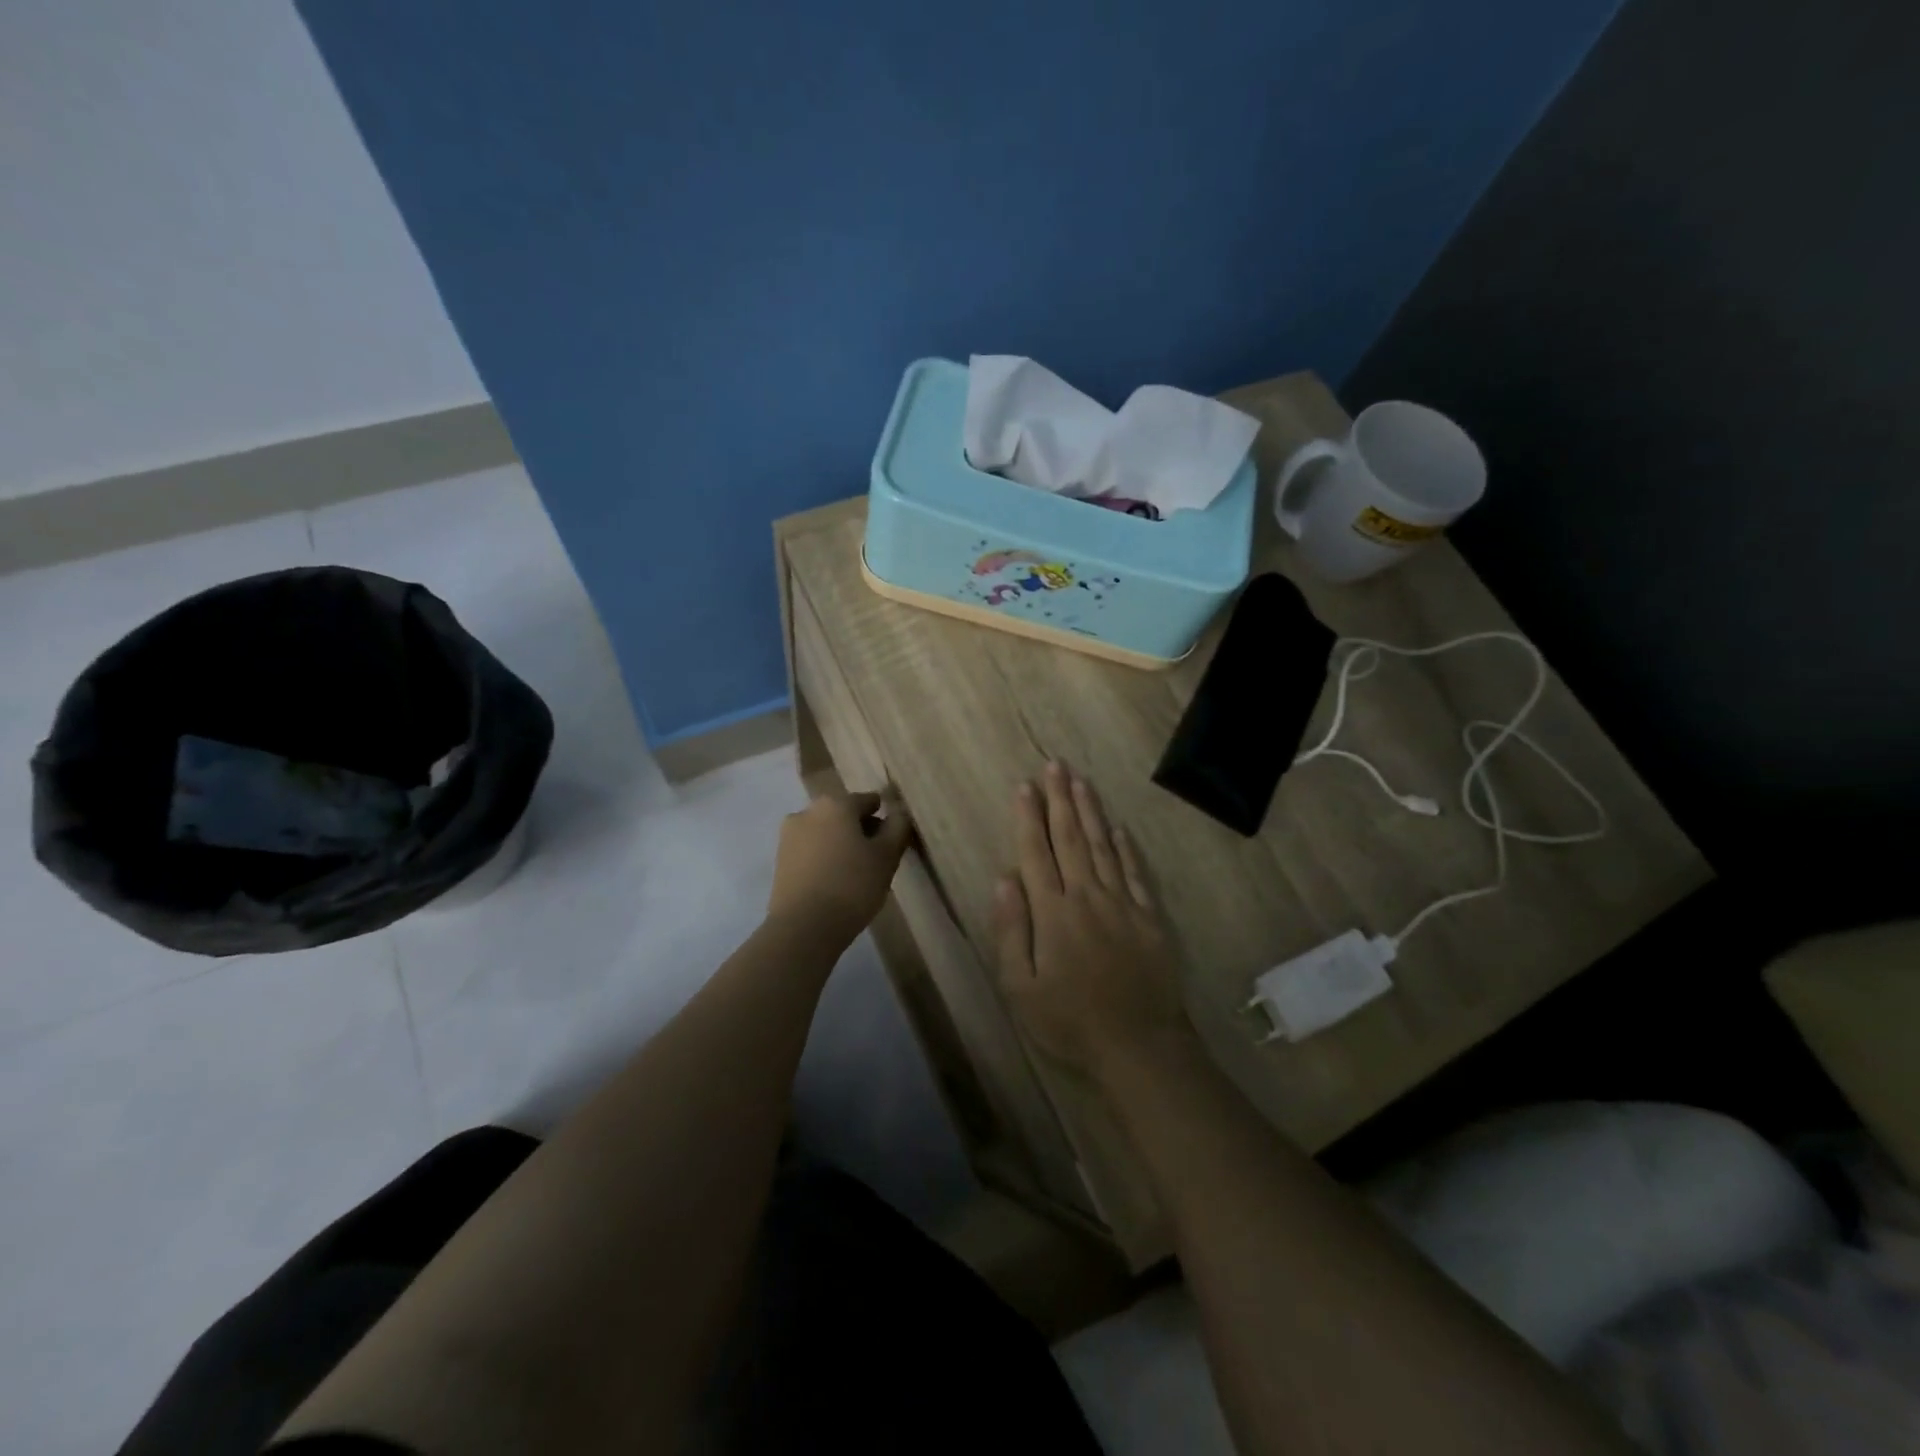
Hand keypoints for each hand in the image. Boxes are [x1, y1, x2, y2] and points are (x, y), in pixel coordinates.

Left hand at [767, 788, 912, 941]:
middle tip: (878, 859)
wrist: (803, 927)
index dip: (885, 819)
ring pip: (826, 833)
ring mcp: (789, 836)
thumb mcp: (887, 856)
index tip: (894, 842)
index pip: (869, 801)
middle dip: (862, 831)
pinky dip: (825, 859)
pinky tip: (835, 882)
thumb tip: (899, 811)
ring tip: (857, 874)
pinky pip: (811, 851)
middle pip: (844, 815)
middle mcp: (808, 811)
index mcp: (836, 804)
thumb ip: (898, 827)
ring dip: (842, 845)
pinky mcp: (780, 860)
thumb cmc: (852, 885)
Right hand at [994, 761, 1192, 1082]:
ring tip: (1080, 781)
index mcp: (1053, 912)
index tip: (1024, 786)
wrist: (1139, 1046)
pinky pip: (1135, 872)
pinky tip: (1118, 827)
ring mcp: (1122, 904)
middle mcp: (1087, 896)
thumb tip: (1004, 878)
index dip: (1028, 817)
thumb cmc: (1069, 1022)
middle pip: (1070, 838)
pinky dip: (1126, 847)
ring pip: (1103, 846)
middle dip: (1059, 799)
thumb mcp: (1020, 987)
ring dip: (1089, 811)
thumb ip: (1011, 929)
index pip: (1036, 852)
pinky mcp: (1149, 917)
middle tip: (1054, 765)